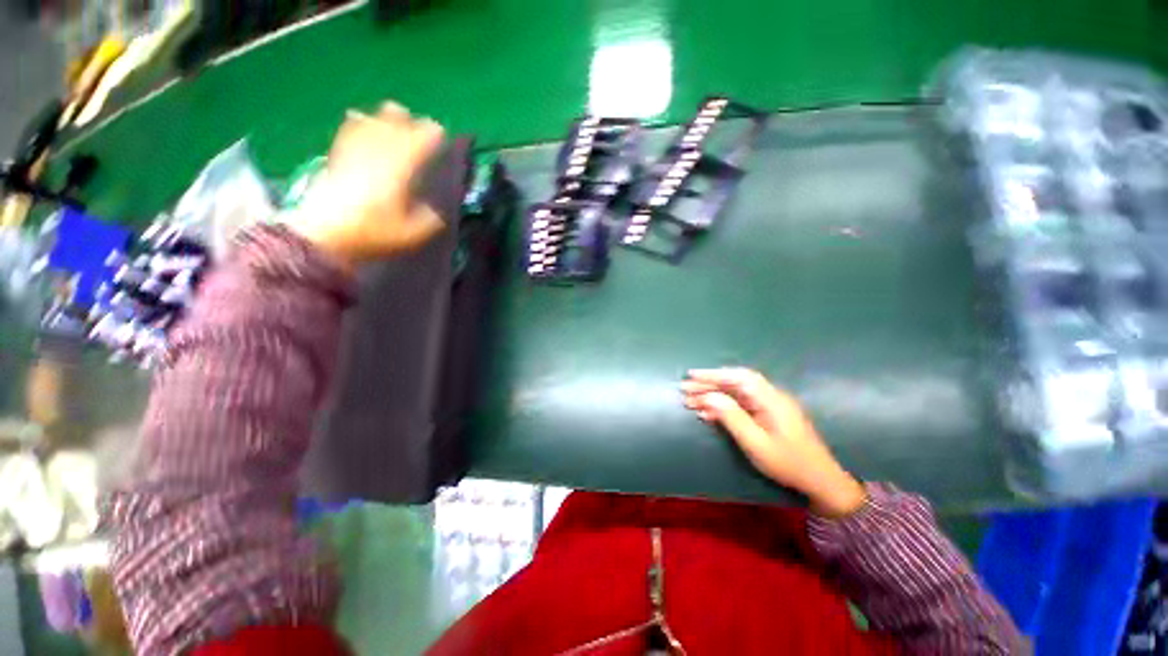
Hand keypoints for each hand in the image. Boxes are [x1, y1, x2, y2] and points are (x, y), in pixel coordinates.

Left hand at [289, 102, 445, 270]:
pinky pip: (349, 132)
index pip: (419, 142)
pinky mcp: (337, 157)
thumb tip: (435, 212)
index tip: (440, 132)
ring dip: (384, 118)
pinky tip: (358, 117)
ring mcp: (356, 153)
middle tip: (418, 123)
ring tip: (393, 114)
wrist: (325, 233)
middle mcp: (379, 154)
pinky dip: (357, 122)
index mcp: (401, 169)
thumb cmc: (373, 232)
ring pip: (371, 124)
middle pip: (393, 126)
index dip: (431, 134)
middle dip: (408, 121)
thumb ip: (429, 220)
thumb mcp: (412, 233)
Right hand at [681, 368, 865, 517]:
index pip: (738, 377)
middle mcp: (770, 396)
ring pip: (736, 393)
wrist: (820, 481)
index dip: (713, 374)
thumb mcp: (756, 443)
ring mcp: (770, 405)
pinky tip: (707, 413)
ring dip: (713, 395)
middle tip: (684, 390)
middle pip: (735, 383)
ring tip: (690, 401)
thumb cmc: (787, 463)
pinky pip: (741, 404)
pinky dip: (722, 406)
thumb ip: (731, 417)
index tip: (691, 376)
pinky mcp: (768, 415)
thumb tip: (709, 396)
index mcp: (770, 399)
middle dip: (708, 384)